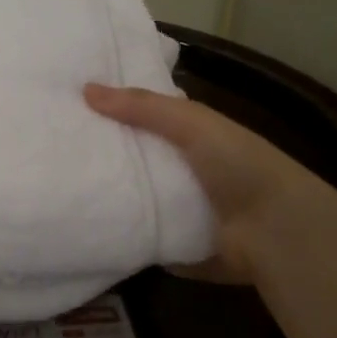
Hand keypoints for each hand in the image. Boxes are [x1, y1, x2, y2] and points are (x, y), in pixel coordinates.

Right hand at [84, 83, 336, 285]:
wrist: (277, 232)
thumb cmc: (239, 165)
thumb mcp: (192, 123)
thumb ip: (143, 107)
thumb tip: (85, 89)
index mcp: (196, 138)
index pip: (150, 120)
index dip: (118, 113)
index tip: (75, 110)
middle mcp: (190, 172)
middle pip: (140, 161)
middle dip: (108, 158)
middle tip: (59, 151)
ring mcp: (185, 212)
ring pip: (138, 200)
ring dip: (111, 198)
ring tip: (62, 189)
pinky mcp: (178, 247)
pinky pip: (142, 238)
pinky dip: (122, 234)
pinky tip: (85, 227)